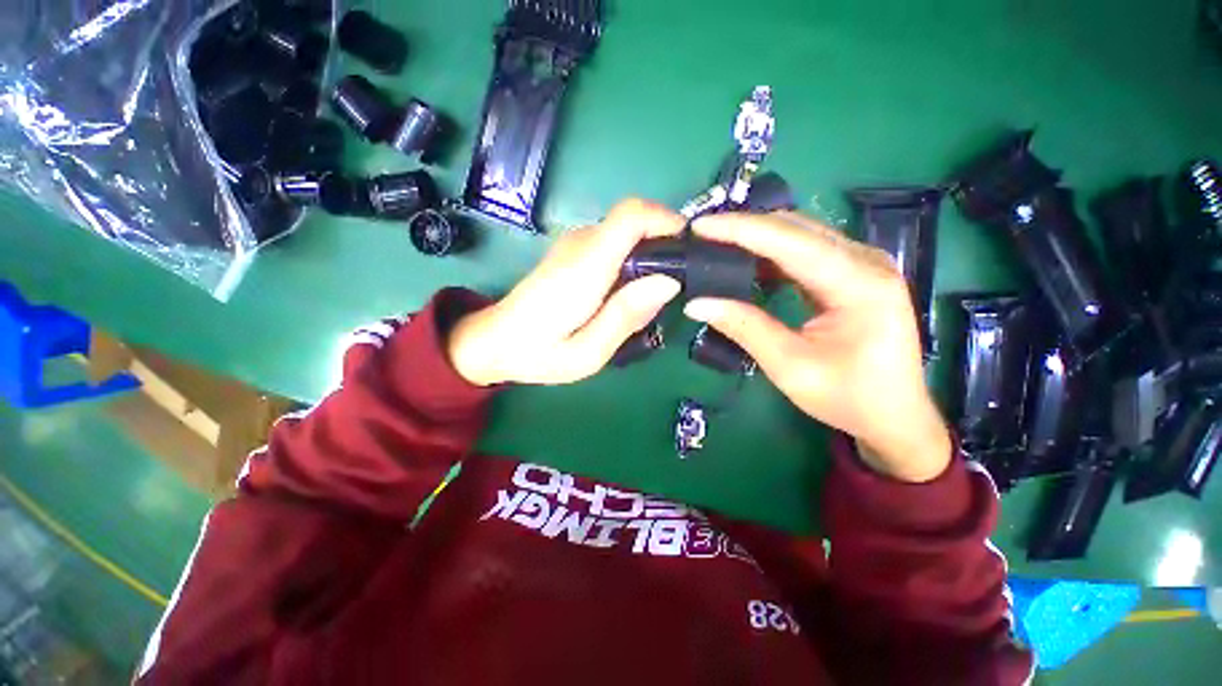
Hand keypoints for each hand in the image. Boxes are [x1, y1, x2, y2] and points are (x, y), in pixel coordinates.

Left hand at [448, 199, 683, 385]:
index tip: (689, 249)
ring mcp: (574, 244)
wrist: (494, 340)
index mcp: (585, 267)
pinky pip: (614, 245)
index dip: (667, 220)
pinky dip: (631, 262)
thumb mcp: (588, 352)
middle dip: (663, 248)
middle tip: (670, 292)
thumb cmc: (539, 353)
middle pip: (635, 222)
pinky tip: (625, 297)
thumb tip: (669, 282)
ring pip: (627, 234)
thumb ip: (626, 316)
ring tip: (647, 302)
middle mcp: (580, 244)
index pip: (631, 214)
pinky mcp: (573, 251)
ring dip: (648, 258)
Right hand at [683, 212, 951, 482]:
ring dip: (756, 236)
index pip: (791, 242)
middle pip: (796, 228)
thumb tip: (697, 304)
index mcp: (859, 284)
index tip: (700, 226)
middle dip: (745, 227)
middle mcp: (866, 261)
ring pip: (800, 233)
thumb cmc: (848, 397)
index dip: (741, 230)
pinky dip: (770, 252)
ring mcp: (861, 263)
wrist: (894, 415)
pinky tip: (746, 261)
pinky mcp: (852, 272)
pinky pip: (805, 250)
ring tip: (716, 243)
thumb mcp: (790, 367)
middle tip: (702, 234)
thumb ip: (745, 328)